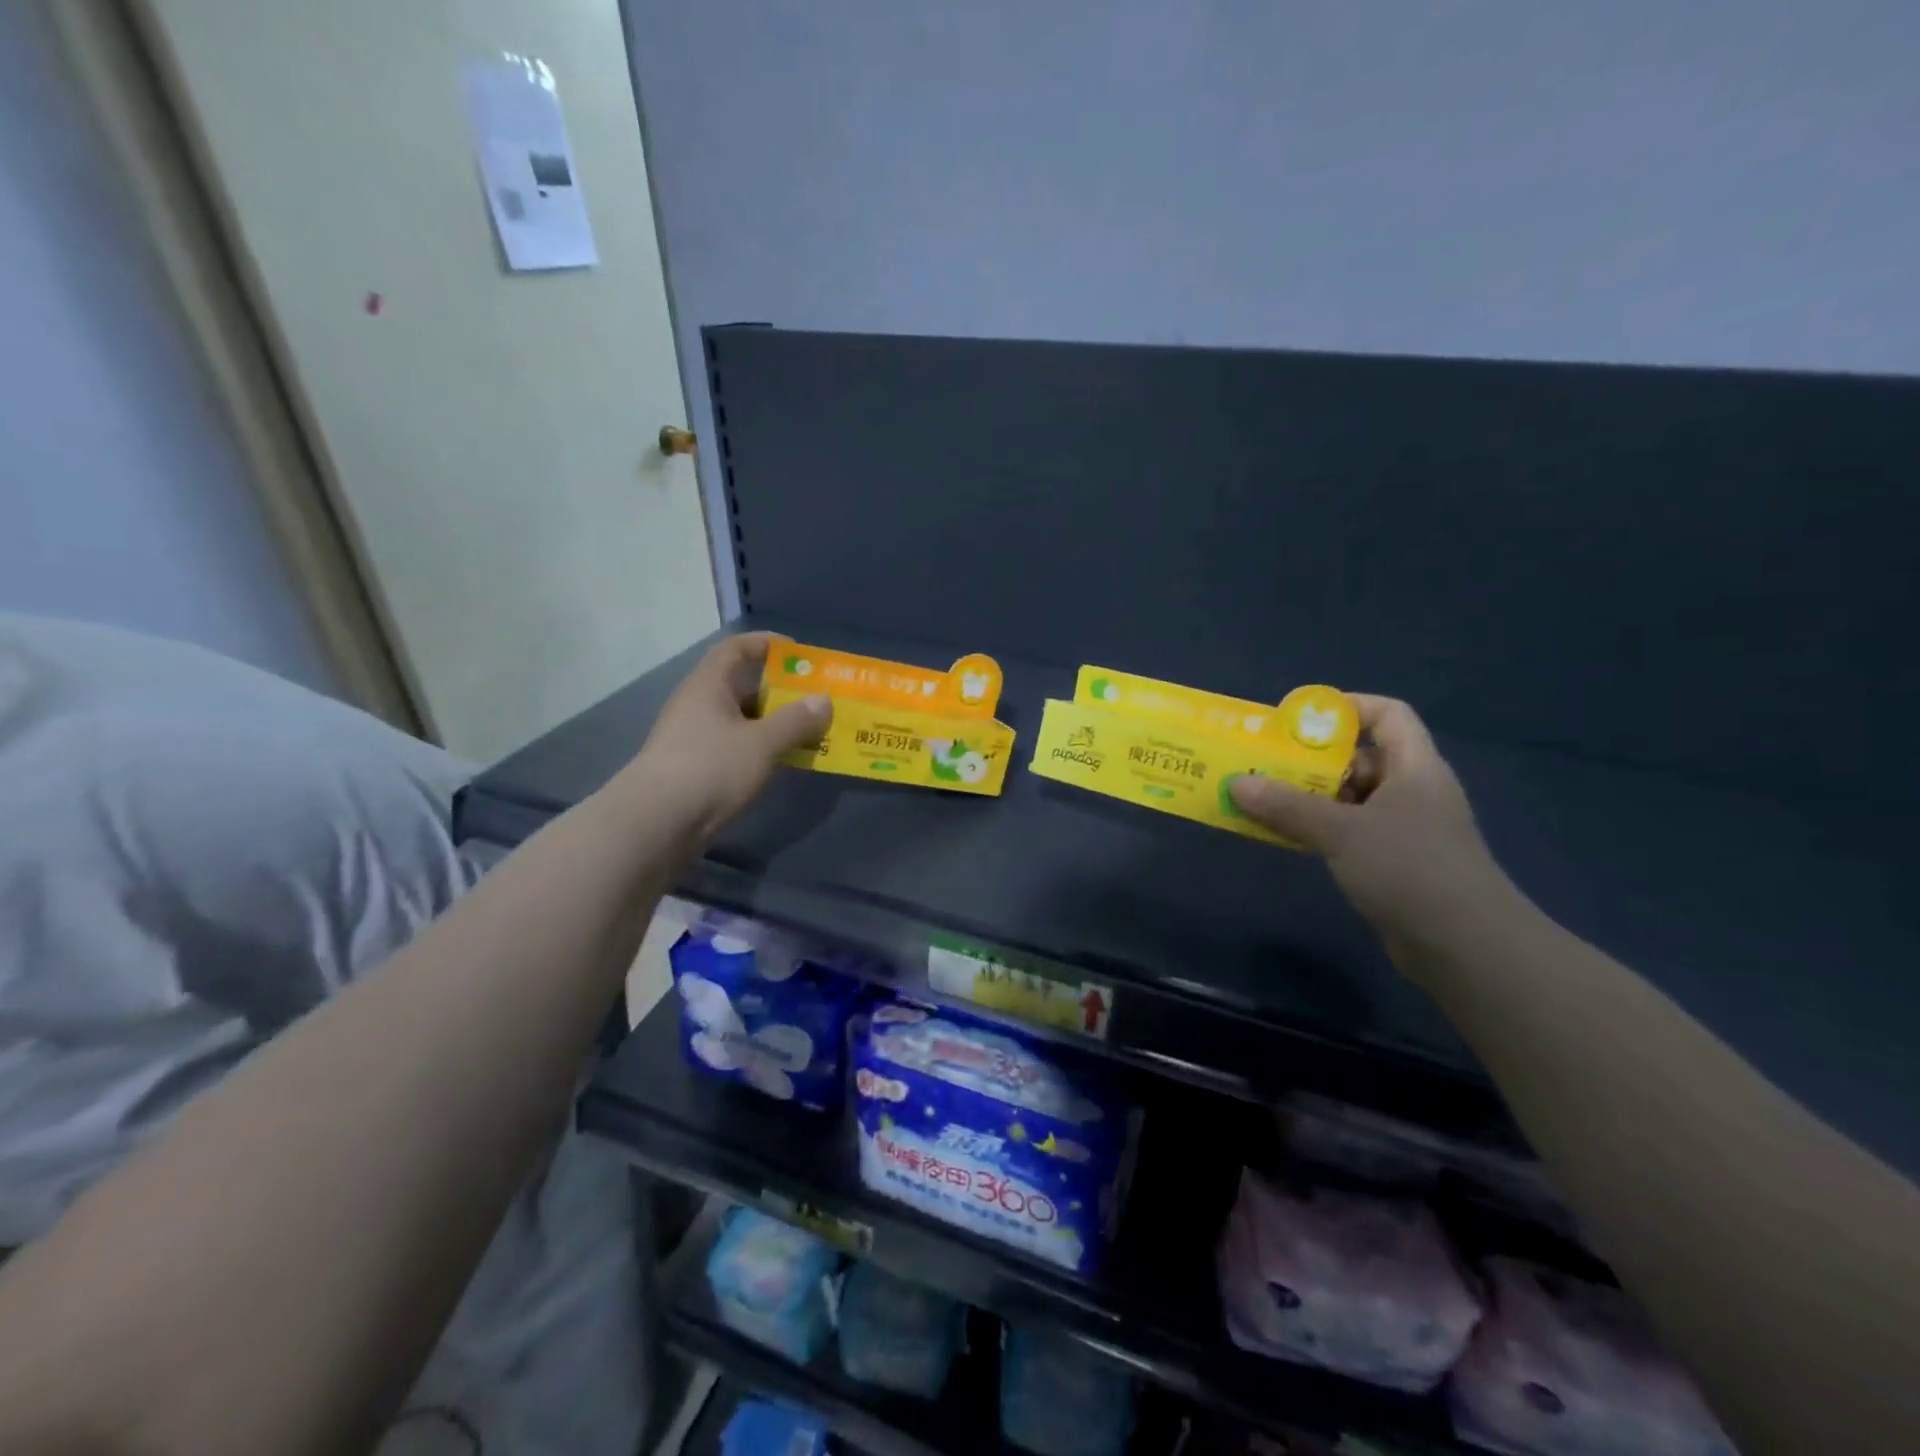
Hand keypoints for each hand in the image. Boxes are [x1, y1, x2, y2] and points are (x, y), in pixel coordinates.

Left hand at [622, 633, 829, 841]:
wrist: (656, 823)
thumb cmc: (711, 768)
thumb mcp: (762, 743)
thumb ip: (796, 721)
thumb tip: (823, 701)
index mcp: (709, 685)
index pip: (737, 649)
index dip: (767, 644)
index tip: (800, 654)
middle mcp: (699, 705)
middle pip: (743, 686)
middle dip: (781, 691)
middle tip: (816, 700)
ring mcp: (695, 738)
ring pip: (742, 721)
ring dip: (775, 724)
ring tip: (811, 733)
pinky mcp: (697, 769)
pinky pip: (737, 748)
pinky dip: (762, 749)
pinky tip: (784, 763)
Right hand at [1229, 696, 1511, 957]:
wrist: (1466, 947)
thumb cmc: (1409, 869)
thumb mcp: (1341, 831)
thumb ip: (1287, 806)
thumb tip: (1236, 783)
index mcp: (1414, 767)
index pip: (1387, 714)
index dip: (1346, 708)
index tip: (1299, 721)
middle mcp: (1413, 791)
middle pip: (1361, 758)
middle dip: (1312, 760)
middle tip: (1265, 763)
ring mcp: (1406, 830)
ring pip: (1351, 798)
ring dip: (1310, 798)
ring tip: (1263, 799)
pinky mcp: (1396, 864)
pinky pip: (1350, 832)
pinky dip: (1319, 829)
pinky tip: (1287, 837)